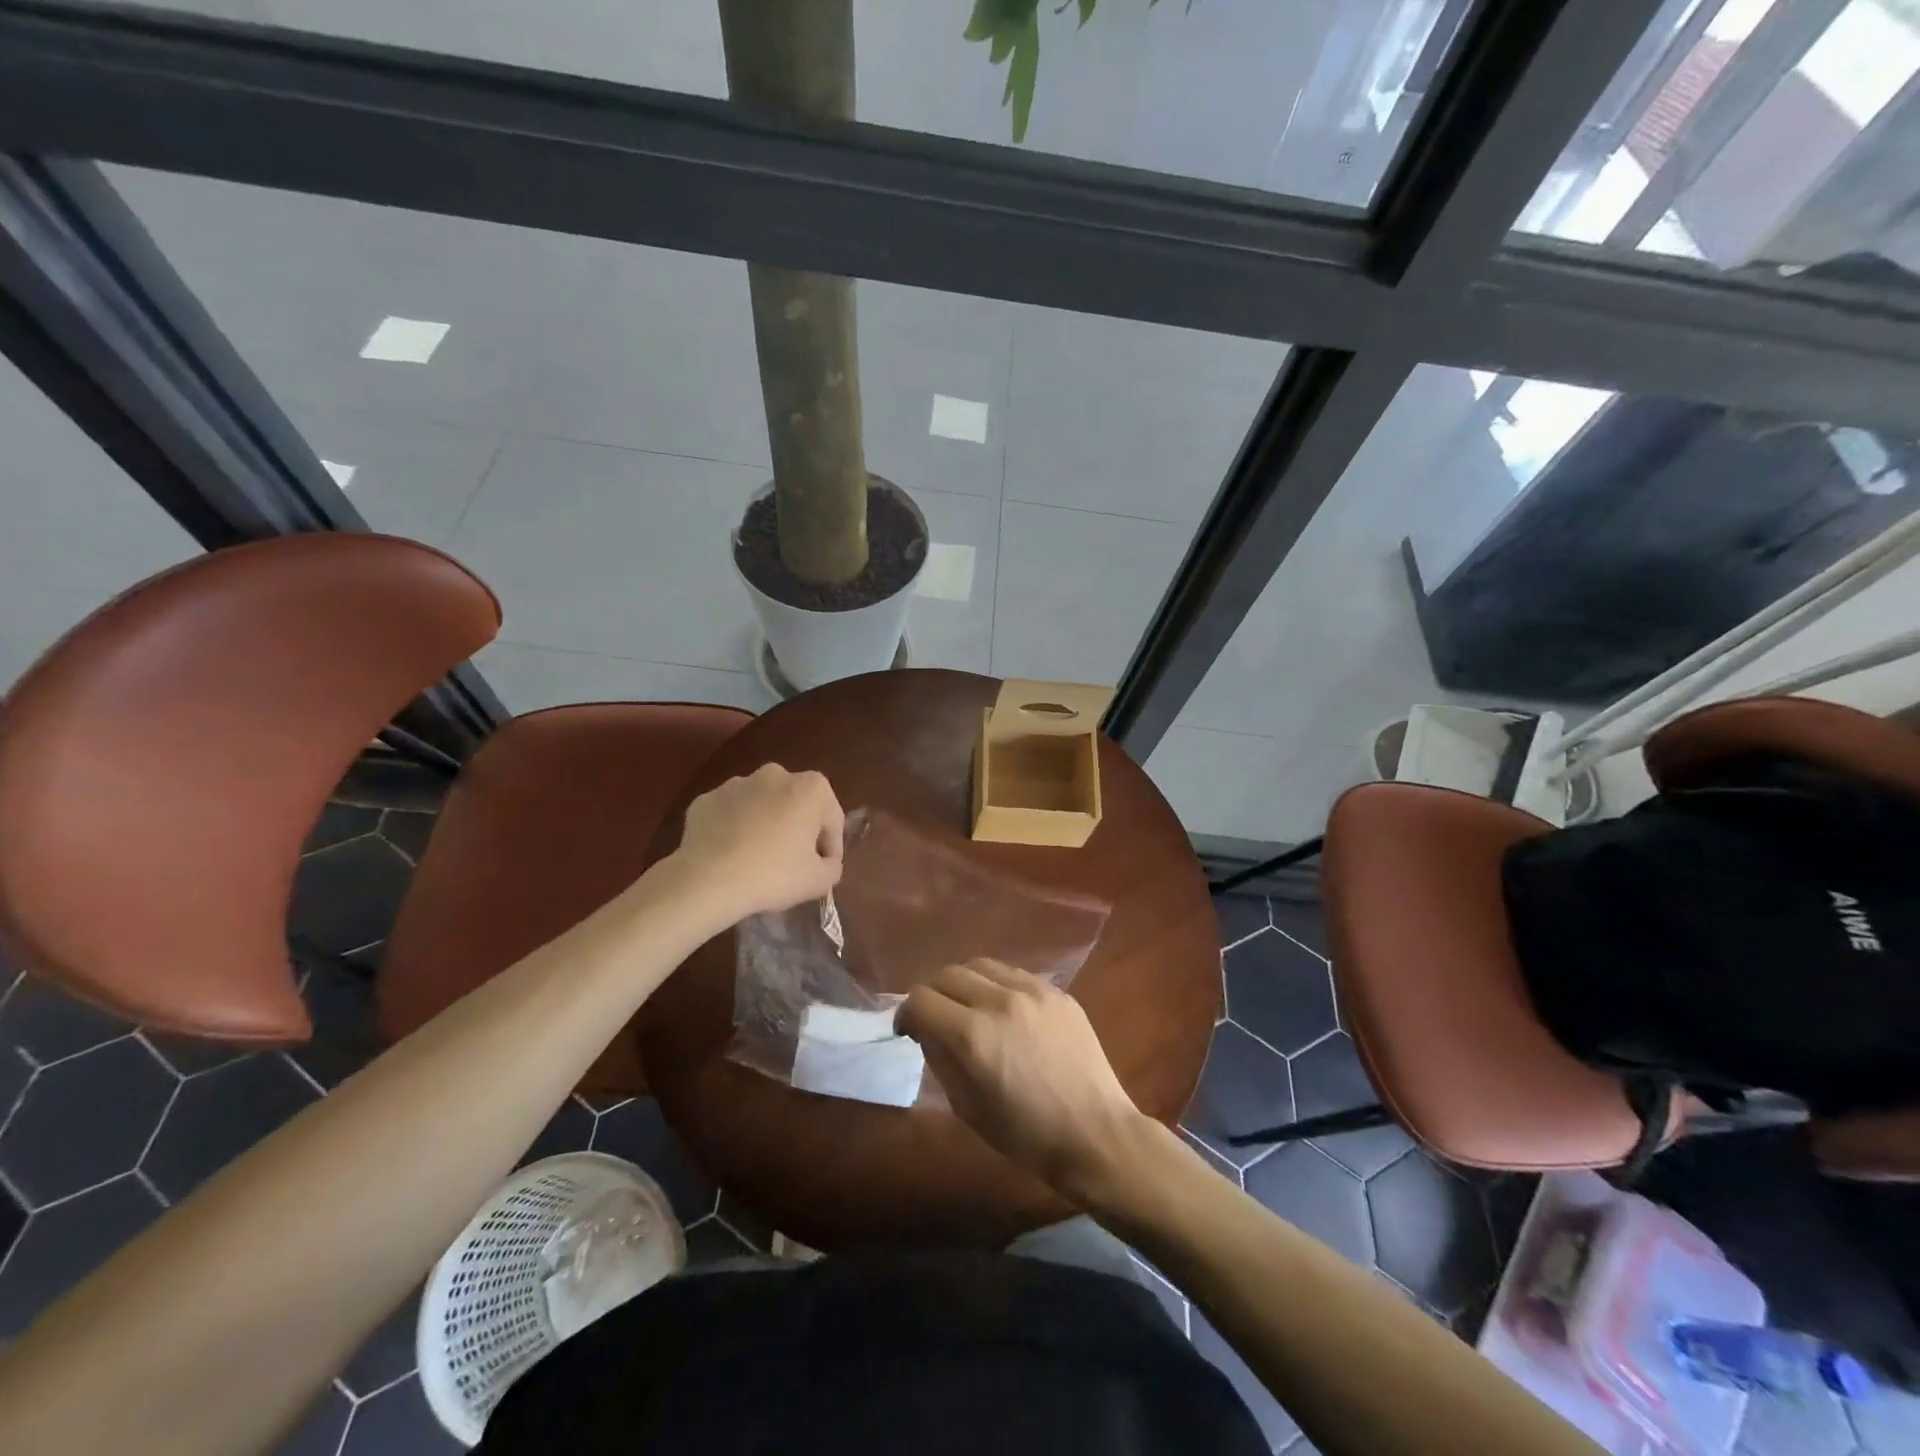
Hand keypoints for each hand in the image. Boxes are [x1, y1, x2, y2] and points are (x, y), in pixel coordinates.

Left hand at [671, 765, 844, 922]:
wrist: (707, 881)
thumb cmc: (773, 875)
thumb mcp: (820, 881)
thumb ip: (832, 866)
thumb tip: (825, 862)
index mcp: (811, 788)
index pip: (832, 819)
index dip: (831, 847)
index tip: (823, 869)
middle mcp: (775, 775)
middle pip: (796, 805)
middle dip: (798, 829)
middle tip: (793, 863)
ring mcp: (736, 784)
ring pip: (761, 806)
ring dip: (765, 825)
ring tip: (758, 860)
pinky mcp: (706, 799)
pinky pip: (730, 814)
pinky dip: (734, 829)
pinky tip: (731, 856)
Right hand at [898, 960, 1149, 1202]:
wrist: (1094, 1133)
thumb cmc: (1025, 1134)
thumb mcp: (966, 1106)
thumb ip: (940, 1058)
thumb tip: (926, 1030)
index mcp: (972, 1035)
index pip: (921, 999)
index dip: (907, 1014)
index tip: (909, 1030)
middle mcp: (999, 1000)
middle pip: (947, 974)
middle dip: (932, 994)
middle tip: (935, 1018)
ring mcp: (1032, 990)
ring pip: (980, 964)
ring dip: (964, 983)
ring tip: (969, 1006)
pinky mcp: (1056, 991)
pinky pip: (1014, 973)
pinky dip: (997, 985)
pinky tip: (1004, 1009)